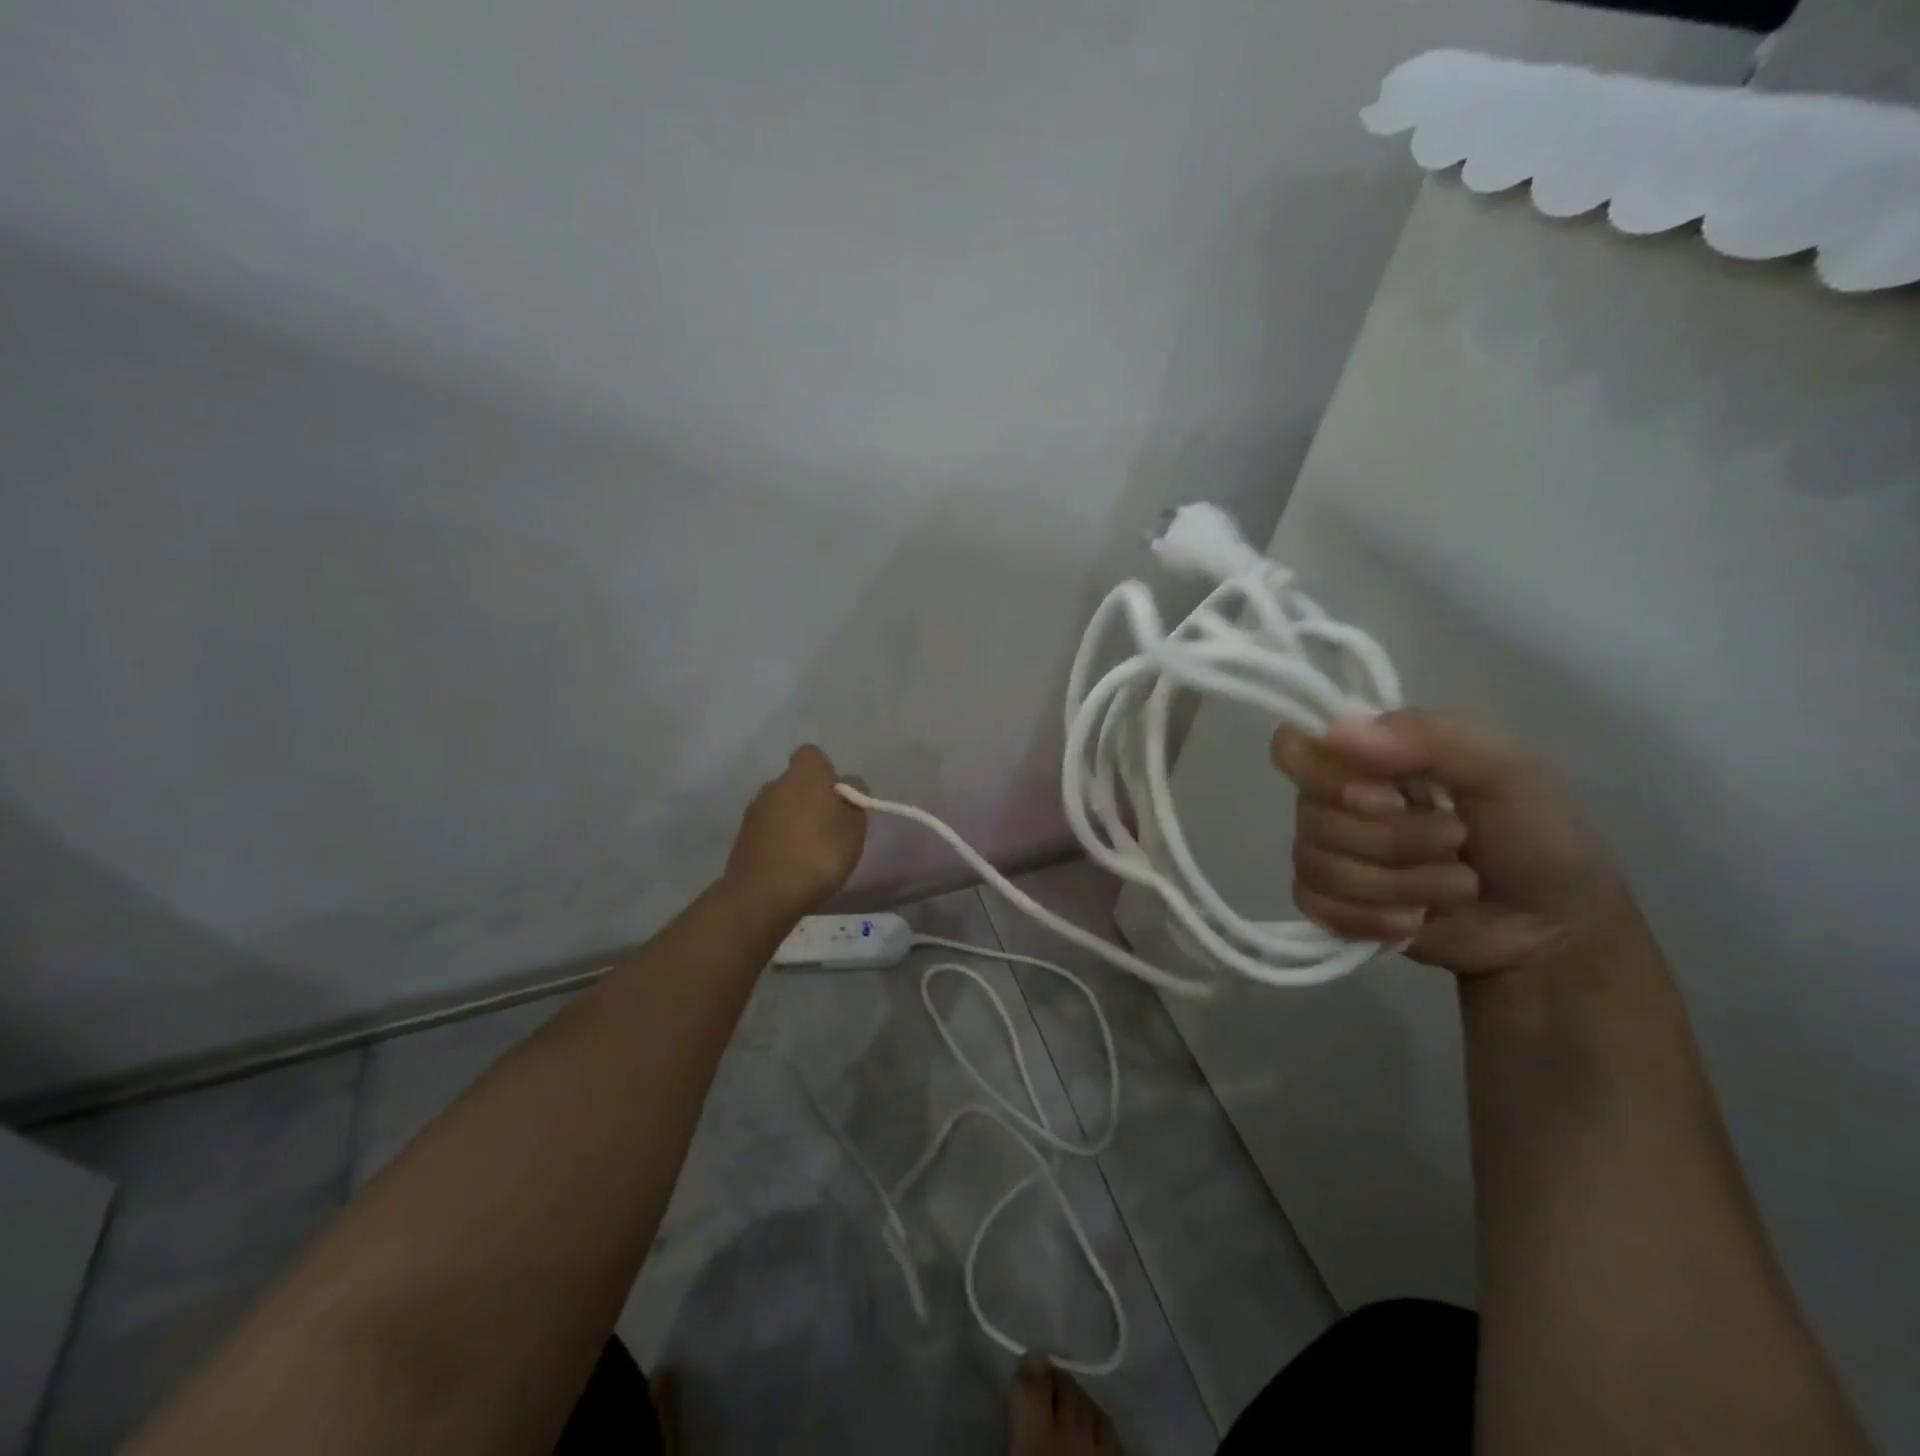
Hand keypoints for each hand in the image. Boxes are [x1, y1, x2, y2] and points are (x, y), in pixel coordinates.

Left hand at [724, 746, 867, 917]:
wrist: (763, 895)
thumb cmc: (819, 853)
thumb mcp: (854, 826)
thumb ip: (855, 798)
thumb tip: (848, 784)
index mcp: (804, 774)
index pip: (812, 755)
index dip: (827, 772)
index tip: (838, 797)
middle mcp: (774, 784)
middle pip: (796, 783)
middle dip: (811, 799)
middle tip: (830, 828)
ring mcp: (754, 811)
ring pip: (781, 807)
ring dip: (794, 821)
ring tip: (811, 851)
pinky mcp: (742, 838)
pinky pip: (768, 830)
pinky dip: (779, 840)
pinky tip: (792, 865)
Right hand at [1271, 712, 1635, 977]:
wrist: (1557, 930)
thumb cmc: (1537, 835)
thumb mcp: (1507, 770)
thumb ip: (1430, 738)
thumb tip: (1335, 731)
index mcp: (1366, 757)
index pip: (1293, 750)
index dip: (1328, 776)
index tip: (1389, 795)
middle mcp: (1335, 802)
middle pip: (1311, 817)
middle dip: (1391, 840)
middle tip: (1454, 842)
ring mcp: (1330, 855)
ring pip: (1316, 866)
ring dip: (1397, 884)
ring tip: (1454, 887)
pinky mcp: (1332, 907)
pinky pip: (1316, 907)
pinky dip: (1370, 919)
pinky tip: (1413, 921)